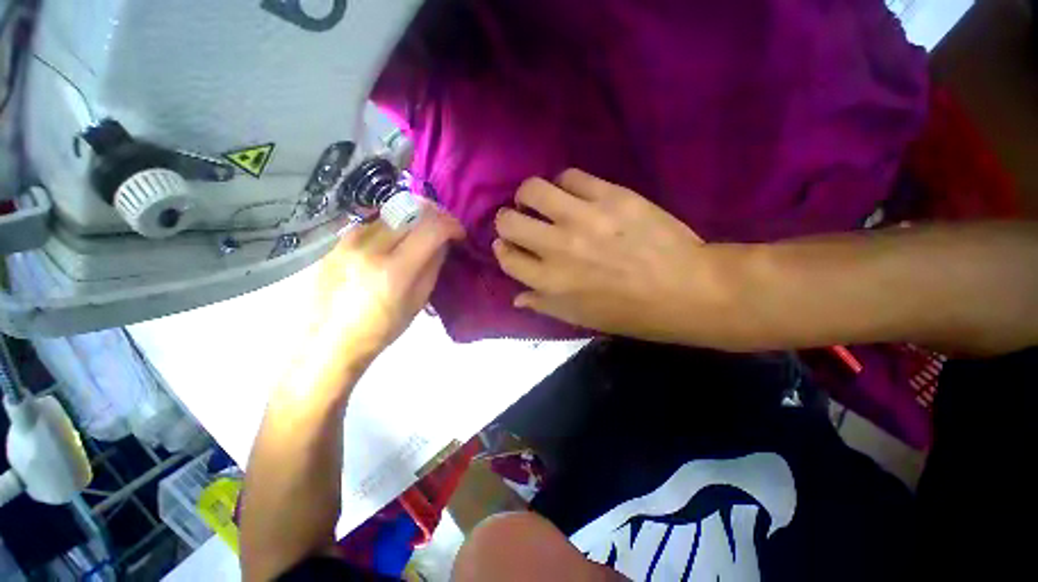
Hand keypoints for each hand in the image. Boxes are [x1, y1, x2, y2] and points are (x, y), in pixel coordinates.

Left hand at [315, 202, 464, 364]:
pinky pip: (372, 220)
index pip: (431, 228)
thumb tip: (443, 242)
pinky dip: (392, 222)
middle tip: (444, 227)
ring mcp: (348, 241)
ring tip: (422, 230)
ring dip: (414, 216)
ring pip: (391, 211)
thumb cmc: (381, 329)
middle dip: (436, 214)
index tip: (459, 234)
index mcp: (394, 270)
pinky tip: (395, 237)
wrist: (328, 341)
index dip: (452, 225)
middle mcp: (370, 247)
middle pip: (411, 211)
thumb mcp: (417, 301)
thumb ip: (432, 266)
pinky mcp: (336, 241)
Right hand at [493, 169, 724, 342]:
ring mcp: (583, 218)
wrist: (686, 289)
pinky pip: (570, 176)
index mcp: (550, 282)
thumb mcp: (581, 319)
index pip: (506, 258)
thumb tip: (517, 297)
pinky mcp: (610, 196)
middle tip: (522, 222)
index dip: (503, 250)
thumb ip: (544, 305)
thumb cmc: (631, 313)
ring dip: (529, 196)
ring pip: (532, 190)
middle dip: (507, 221)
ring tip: (542, 202)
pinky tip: (573, 194)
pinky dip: (564, 184)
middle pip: (507, 221)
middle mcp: (557, 247)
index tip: (508, 246)